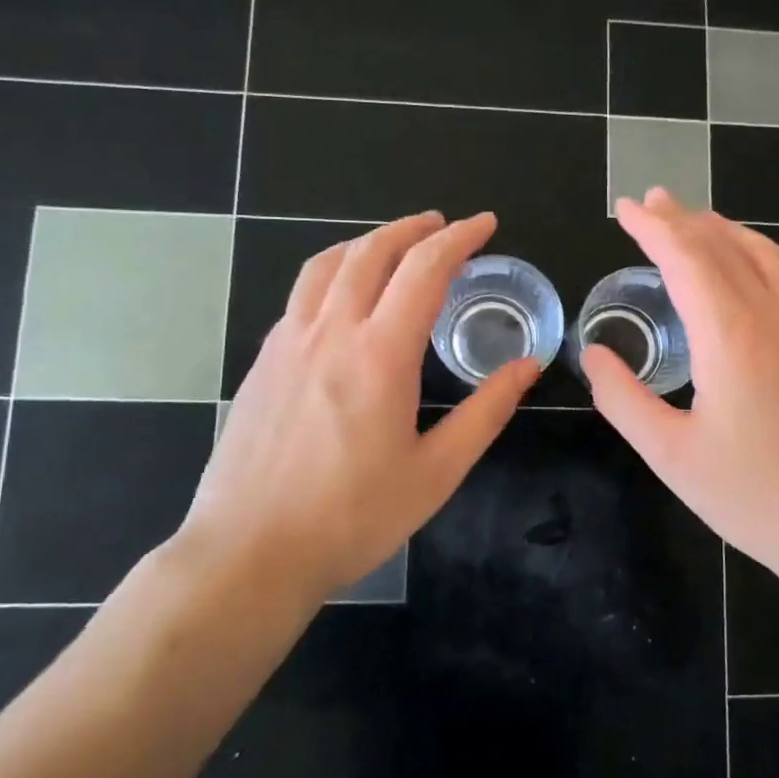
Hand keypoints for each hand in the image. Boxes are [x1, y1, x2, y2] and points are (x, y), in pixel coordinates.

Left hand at [172, 211, 538, 602]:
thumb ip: (486, 411)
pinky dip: (332, 273)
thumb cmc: (352, 518)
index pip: (424, 269)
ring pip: (326, 265)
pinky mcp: (261, 362)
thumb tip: (529, 365)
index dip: (459, 238)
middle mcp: (330, 332)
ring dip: (367, 242)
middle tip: (443, 225)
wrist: (249, 553)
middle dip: (413, 228)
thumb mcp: (436, 472)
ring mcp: (287, 343)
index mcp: (380, 354)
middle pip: (372, 251)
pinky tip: (343, 298)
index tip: (485, 225)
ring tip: (393, 244)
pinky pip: (300, 295)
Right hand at [581, 189, 778, 589]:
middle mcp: (772, 315)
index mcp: (730, 334)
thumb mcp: (669, 455)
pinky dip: (755, 252)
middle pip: (723, 246)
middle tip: (650, 201)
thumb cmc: (753, 495)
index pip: (685, 258)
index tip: (624, 208)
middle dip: (682, 218)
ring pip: (762, 254)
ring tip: (693, 220)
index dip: (651, 228)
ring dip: (723, 229)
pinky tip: (746, 266)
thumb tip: (593, 356)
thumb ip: (623, 398)